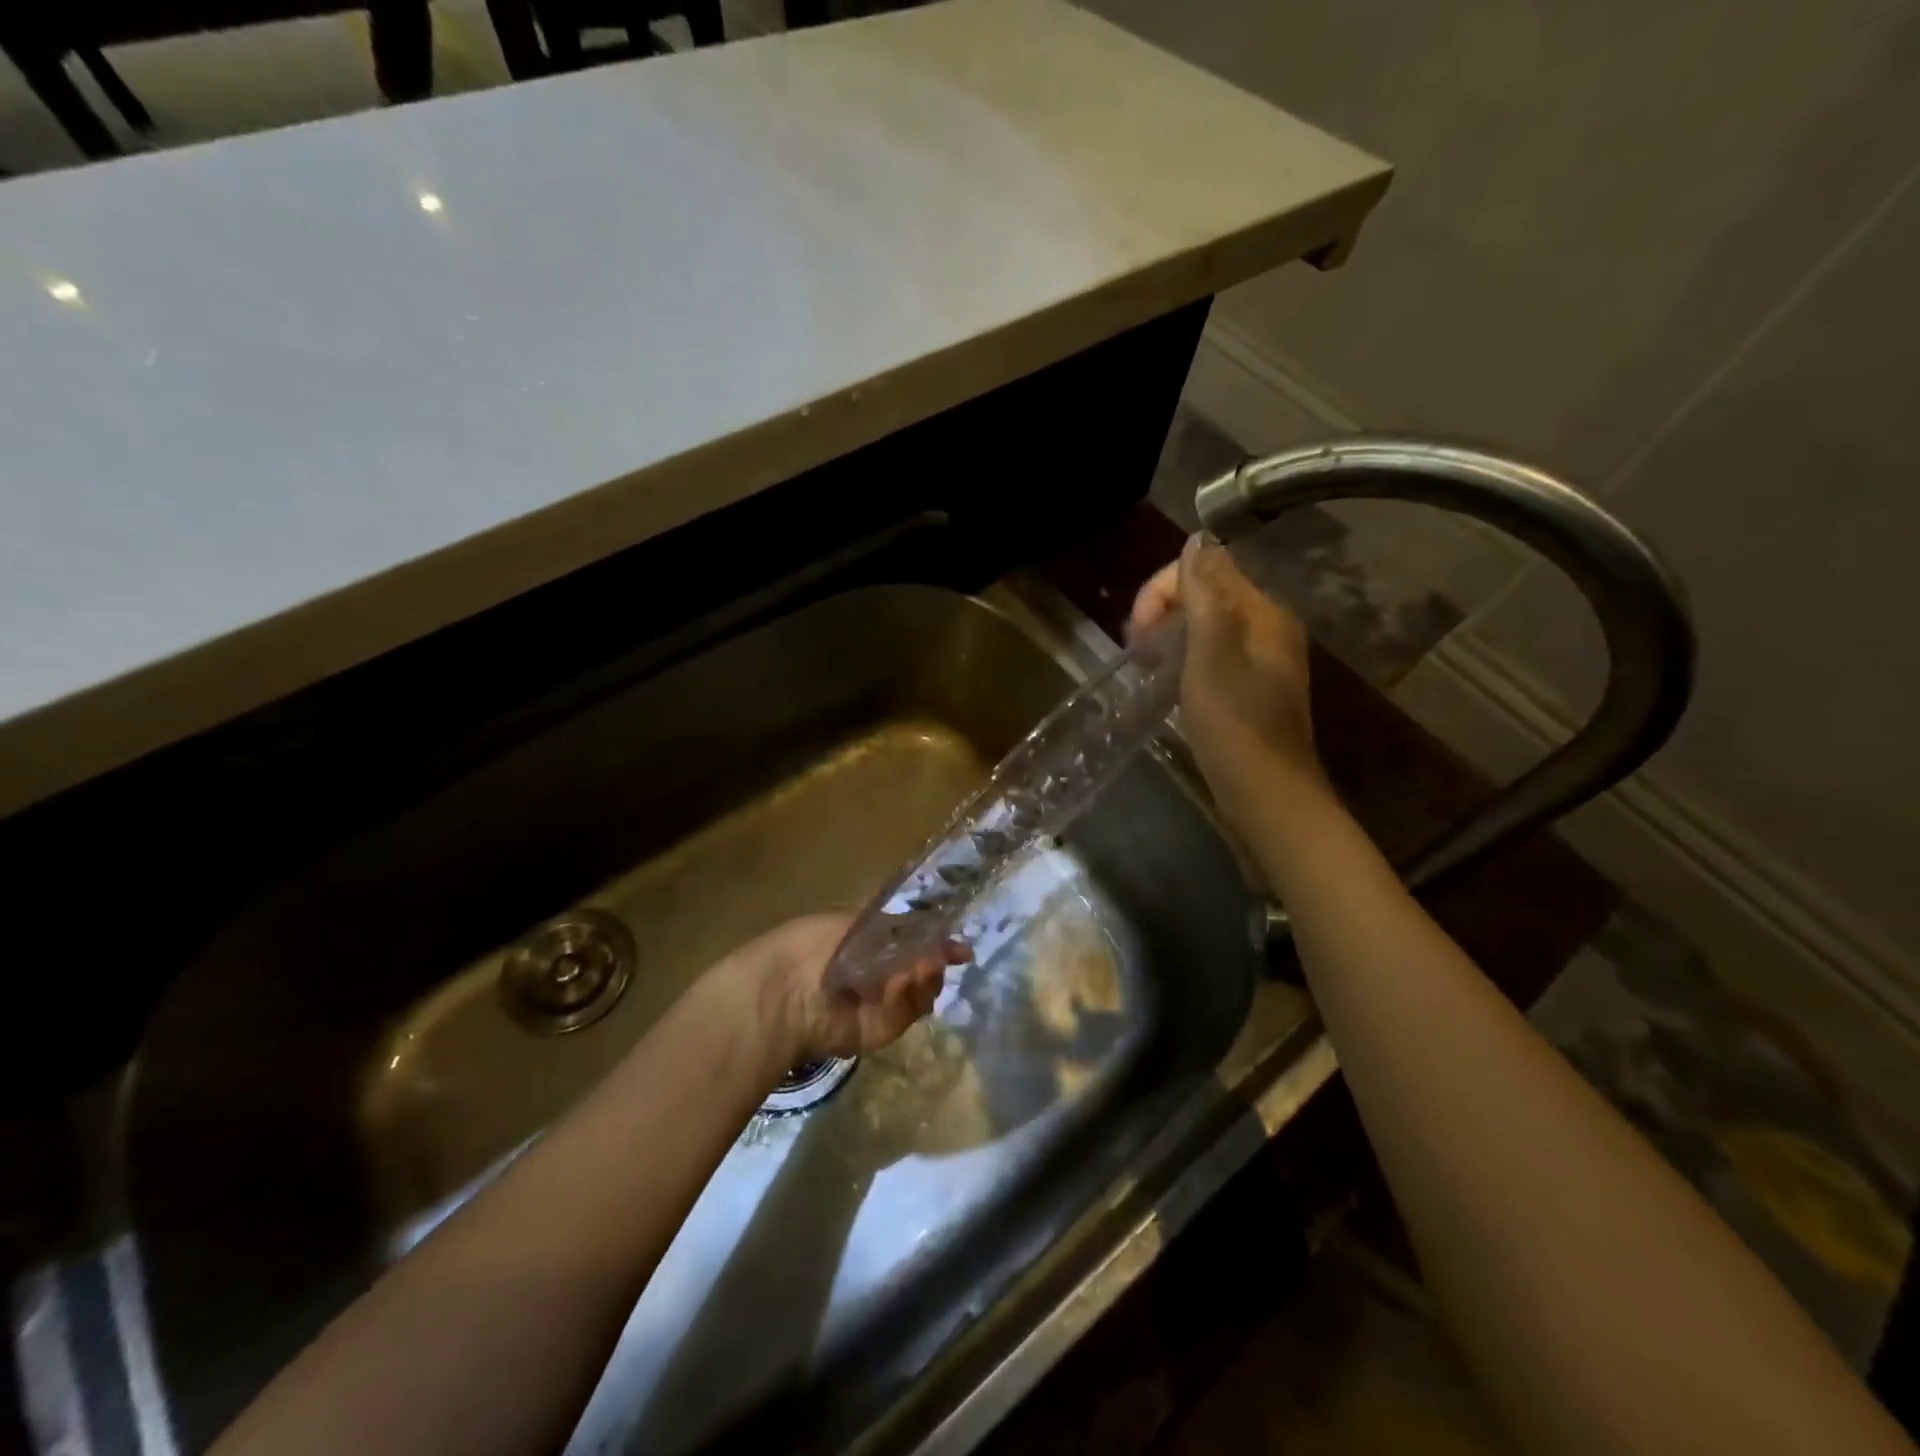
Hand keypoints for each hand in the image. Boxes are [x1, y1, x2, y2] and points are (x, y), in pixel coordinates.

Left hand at [706, 913, 958, 1072]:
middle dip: (934, 960)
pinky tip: (896, 984)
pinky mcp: (883, 1031)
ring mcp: (882, 1005)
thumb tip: (937, 933)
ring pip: (924, 991)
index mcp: (869, 945)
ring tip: (916, 968)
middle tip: (933, 956)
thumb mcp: (857, 923)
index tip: (961, 949)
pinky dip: (907, 996)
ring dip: (925, 977)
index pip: (915, 943)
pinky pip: (909, 1011)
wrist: (785, 994)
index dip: (938, 944)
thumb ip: (900, 928)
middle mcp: (879, 975)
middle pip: (926, 969)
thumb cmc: (813, 945)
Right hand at [1130, 536, 1325, 814]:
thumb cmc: (1234, 725)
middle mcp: (1268, 628)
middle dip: (1163, 610)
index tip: (1136, 632)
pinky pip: (1212, 654)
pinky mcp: (1252, 688)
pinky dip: (1185, 658)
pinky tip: (1168, 681)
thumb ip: (1204, 594)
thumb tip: (1198, 538)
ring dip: (1170, 635)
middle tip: (1136, 650)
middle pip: (1207, 594)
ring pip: (1206, 625)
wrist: (1268, 796)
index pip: (1207, 569)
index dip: (1162, 589)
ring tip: (1145, 665)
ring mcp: (1262, 660)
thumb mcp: (1211, 654)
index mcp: (1263, 613)